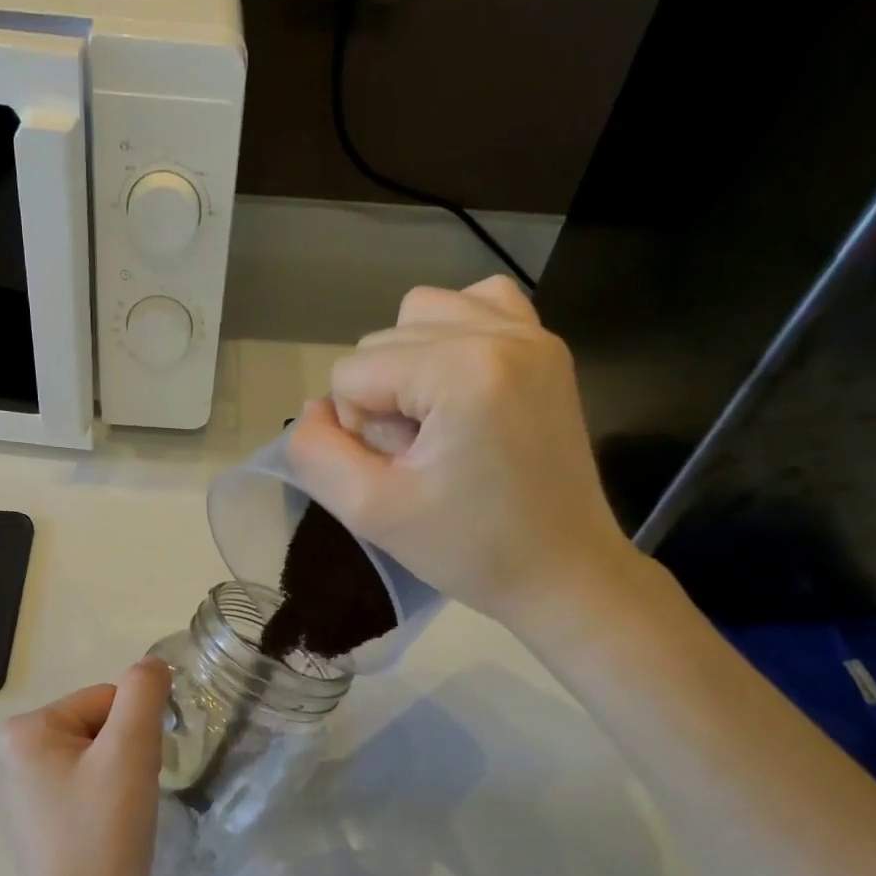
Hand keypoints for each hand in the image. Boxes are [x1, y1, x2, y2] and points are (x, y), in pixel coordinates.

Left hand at [0, 659, 169, 875]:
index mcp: (24, 730)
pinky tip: (106, 833)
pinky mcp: (34, 820)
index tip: (134, 777)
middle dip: (125, 757)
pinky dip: (105, 802)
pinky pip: (83, 787)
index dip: (134, 734)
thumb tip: (151, 667)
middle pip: (98, 727)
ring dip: (120, 779)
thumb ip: (144, 694)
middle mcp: (11, 753)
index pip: (105, 700)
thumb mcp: (130, 751)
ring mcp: (19, 789)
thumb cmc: (102, 834)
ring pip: (96, 758)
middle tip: (127, 802)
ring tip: (118, 820)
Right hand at [286, 275, 641, 628]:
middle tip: (422, 459)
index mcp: (462, 369)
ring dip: (407, 367)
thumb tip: (312, 410)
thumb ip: (316, 454)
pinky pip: (476, 303)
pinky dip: (450, 337)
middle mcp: (500, 330)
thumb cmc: (469, 549)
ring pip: (419, 315)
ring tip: (436, 423)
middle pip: (382, 340)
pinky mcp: (546, 346)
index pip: (352, 371)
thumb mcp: (371, 511)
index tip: (402, 473)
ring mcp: (531, 332)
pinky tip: (458, 385)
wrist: (562, 571)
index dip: (358, 429)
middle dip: (383, 400)